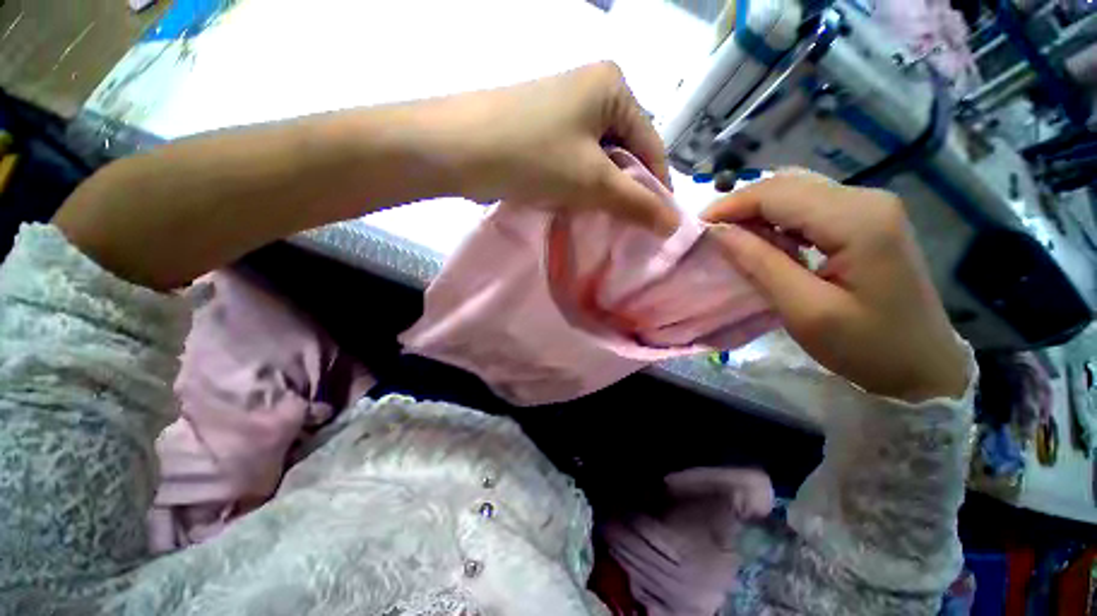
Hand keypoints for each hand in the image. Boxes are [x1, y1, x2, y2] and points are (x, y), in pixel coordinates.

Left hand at [429, 62, 678, 233]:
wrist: (457, 149)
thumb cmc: (533, 156)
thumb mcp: (591, 180)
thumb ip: (635, 202)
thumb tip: (673, 224)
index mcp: (612, 87)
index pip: (650, 144)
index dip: (656, 188)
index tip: (658, 226)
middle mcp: (591, 91)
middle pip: (624, 152)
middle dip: (626, 192)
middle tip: (628, 229)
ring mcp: (564, 111)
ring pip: (599, 161)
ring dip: (602, 193)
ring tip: (603, 222)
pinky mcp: (544, 132)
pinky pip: (575, 163)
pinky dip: (580, 187)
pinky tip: (578, 208)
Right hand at [702, 172, 967, 402]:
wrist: (923, 366)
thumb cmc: (867, 347)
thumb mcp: (805, 311)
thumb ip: (760, 264)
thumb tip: (718, 232)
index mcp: (857, 220)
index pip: (778, 194)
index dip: (731, 206)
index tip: (698, 228)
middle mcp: (866, 200)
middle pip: (787, 184)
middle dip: (741, 206)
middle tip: (710, 235)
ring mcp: (870, 207)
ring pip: (796, 190)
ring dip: (758, 211)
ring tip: (732, 239)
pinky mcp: (867, 219)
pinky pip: (809, 205)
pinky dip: (777, 218)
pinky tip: (766, 241)